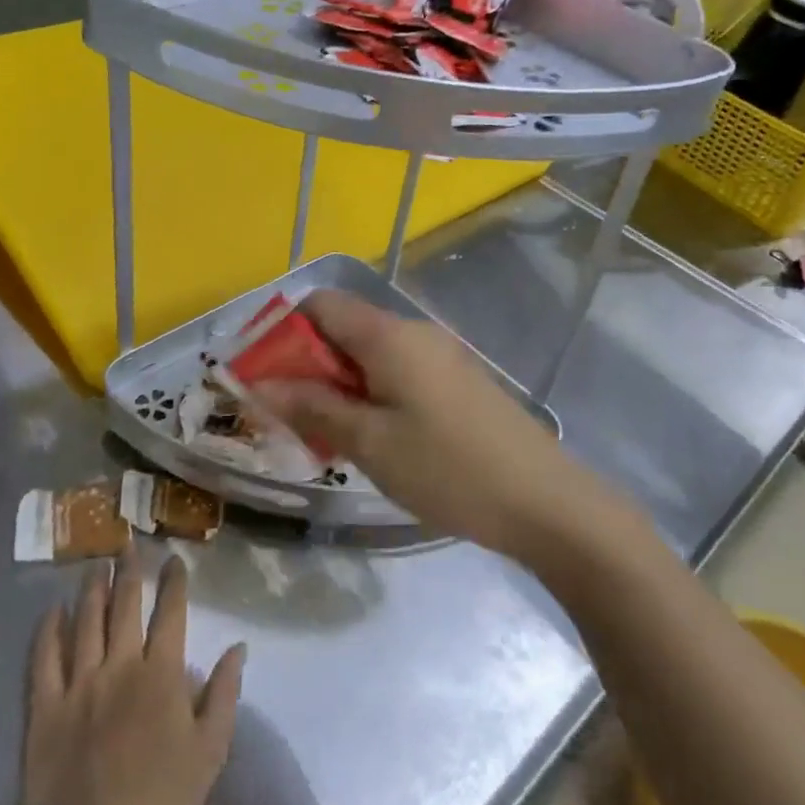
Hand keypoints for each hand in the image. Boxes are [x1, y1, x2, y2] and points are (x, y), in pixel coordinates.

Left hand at [12, 550, 245, 804]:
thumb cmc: (158, 800)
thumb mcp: (210, 752)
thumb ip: (225, 694)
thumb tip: (239, 646)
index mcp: (161, 672)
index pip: (171, 612)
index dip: (174, 582)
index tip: (174, 558)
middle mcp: (121, 664)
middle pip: (125, 605)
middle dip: (130, 571)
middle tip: (127, 544)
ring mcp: (80, 682)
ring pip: (86, 622)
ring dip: (92, 589)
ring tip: (95, 565)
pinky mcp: (46, 706)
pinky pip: (44, 659)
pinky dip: (47, 631)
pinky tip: (51, 611)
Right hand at [251, 290, 593, 556]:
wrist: (545, 500)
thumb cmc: (448, 468)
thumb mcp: (370, 442)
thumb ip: (313, 407)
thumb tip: (259, 384)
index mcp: (388, 334)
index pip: (320, 304)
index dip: (283, 331)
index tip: (262, 377)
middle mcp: (414, 332)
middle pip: (343, 327)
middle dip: (307, 365)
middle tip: (289, 417)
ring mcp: (440, 355)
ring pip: (369, 354)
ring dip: (338, 384)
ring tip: (326, 435)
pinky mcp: (456, 381)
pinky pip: (397, 371)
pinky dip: (370, 393)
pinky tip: (373, 438)